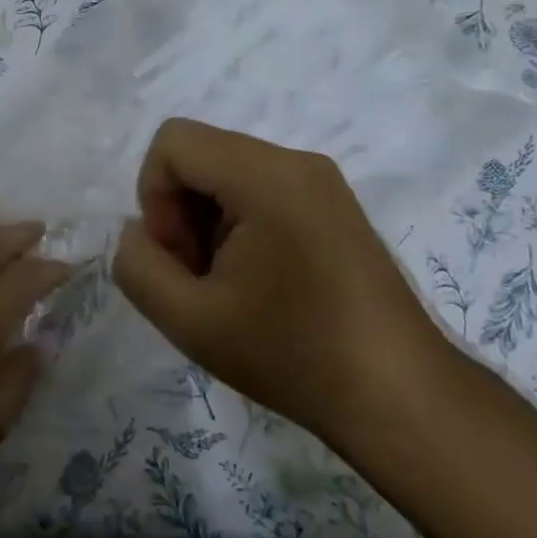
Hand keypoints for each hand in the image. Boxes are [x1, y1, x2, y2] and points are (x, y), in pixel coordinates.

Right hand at [113, 118, 456, 453]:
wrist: (400, 395)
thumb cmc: (293, 354)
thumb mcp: (190, 321)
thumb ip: (138, 266)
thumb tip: (136, 232)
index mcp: (265, 176)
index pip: (173, 142)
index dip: (154, 197)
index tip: (178, 259)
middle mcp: (296, 160)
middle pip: (202, 154)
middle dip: (180, 210)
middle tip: (198, 277)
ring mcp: (320, 179)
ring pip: (228, 170)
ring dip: (208, 219)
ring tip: (227, 284)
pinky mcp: (333, 202)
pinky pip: (262, 187)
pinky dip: (239, 222)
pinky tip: (257, 279)